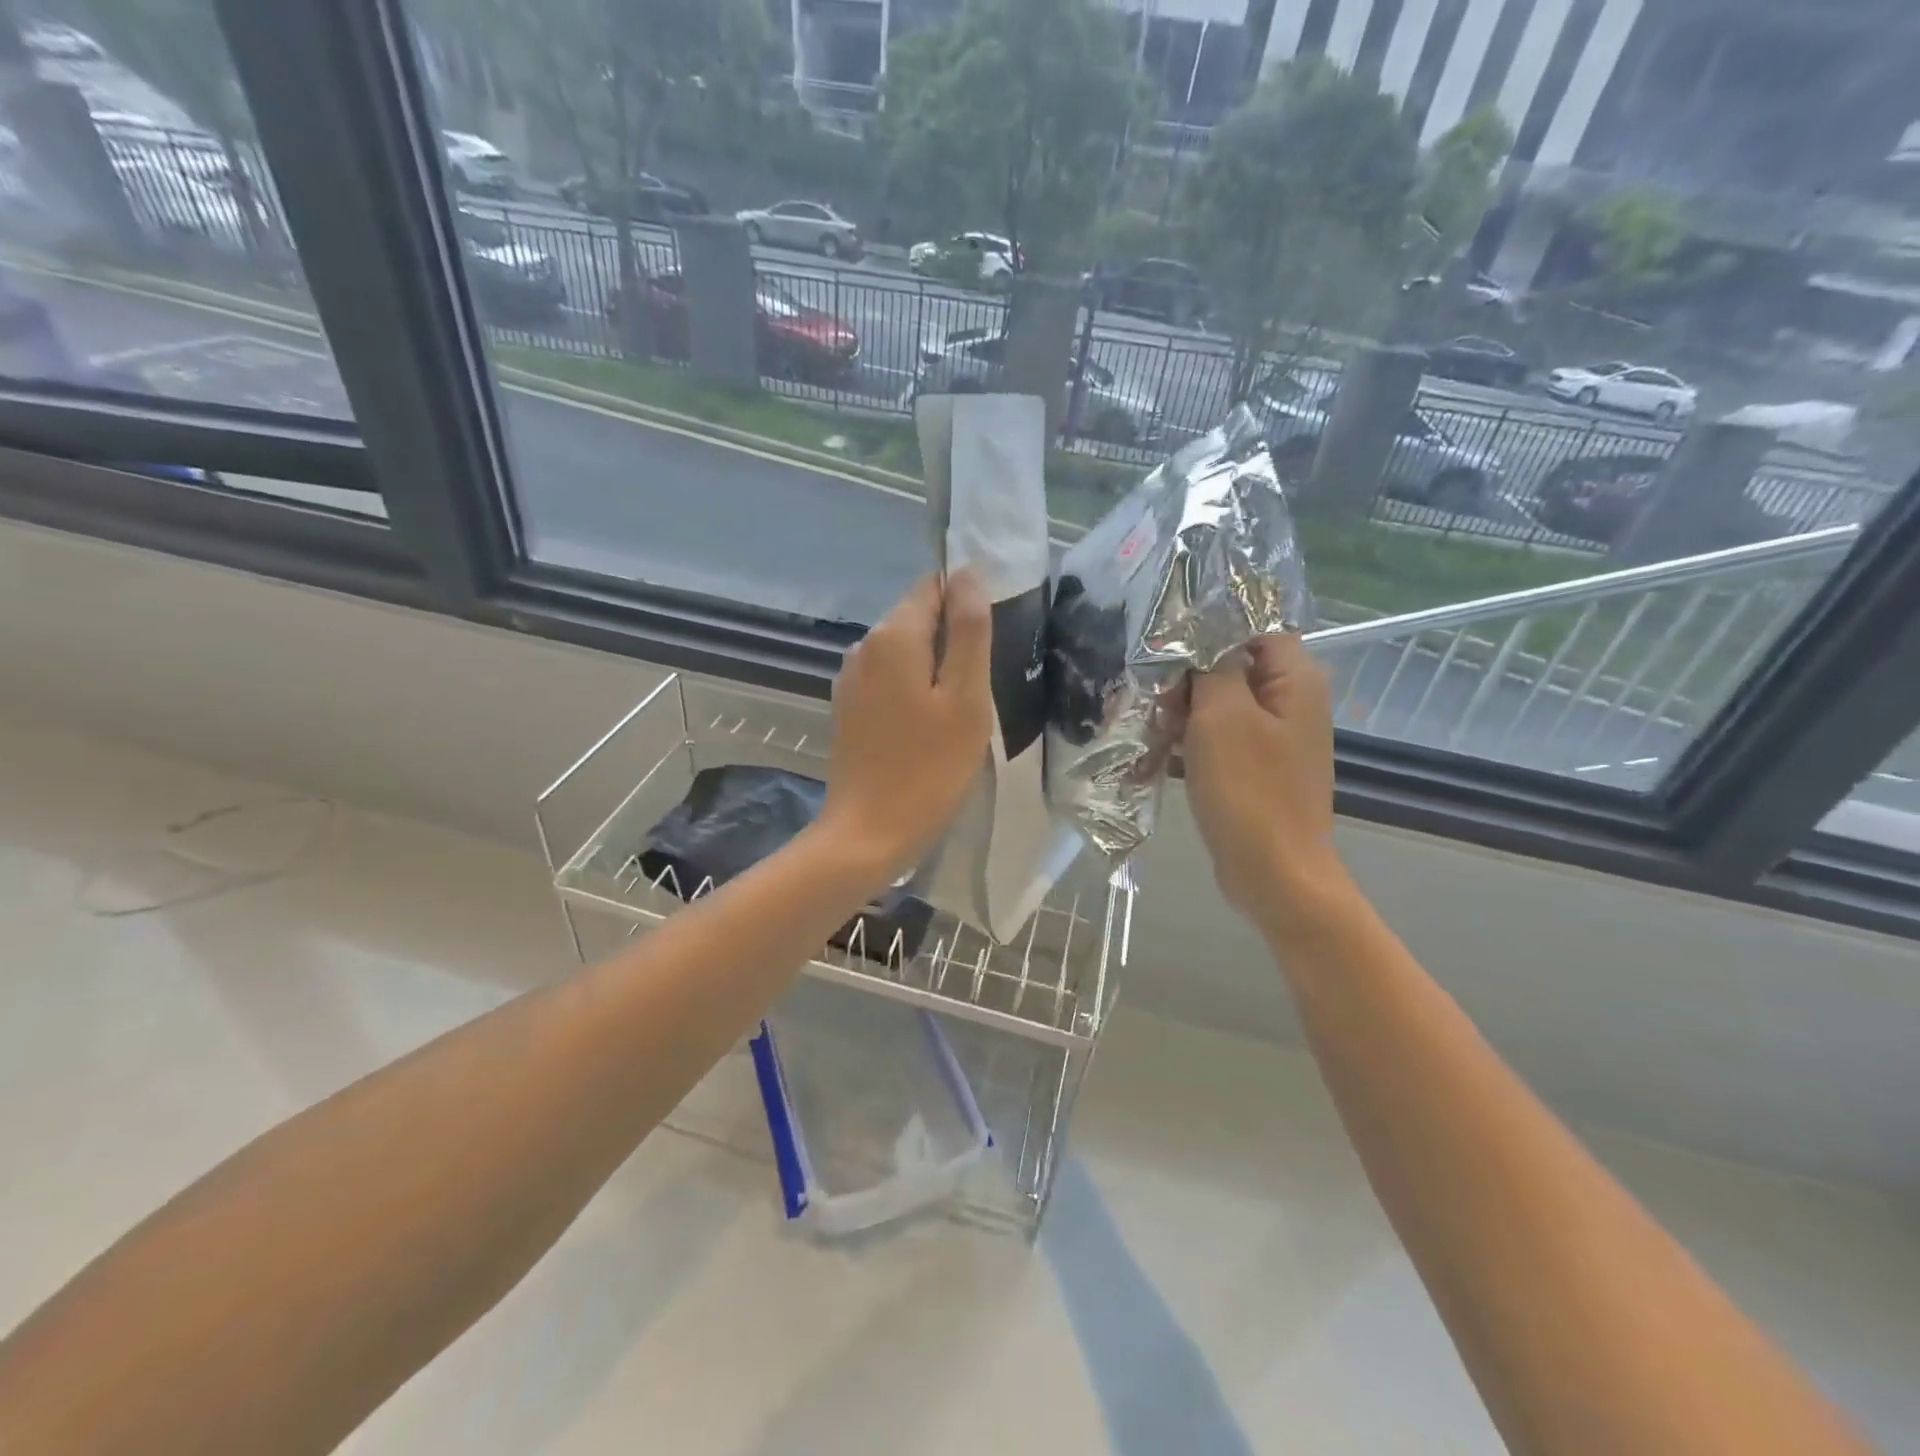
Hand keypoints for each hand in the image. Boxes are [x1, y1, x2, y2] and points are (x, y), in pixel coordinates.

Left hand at [818, 571, 992, 883]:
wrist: (868, 833)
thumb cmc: (928, 768)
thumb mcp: (965, 699)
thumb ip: (969, 632)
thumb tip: (968, 575)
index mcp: (893, 636)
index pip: (934, 586)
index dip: (967, 603)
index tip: (992, 643)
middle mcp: (864, 646)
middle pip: (918, 617)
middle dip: (952, 639)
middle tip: (983, 685)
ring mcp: (851, 678)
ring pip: (905, 651)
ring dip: (935, 667)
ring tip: (961, 708)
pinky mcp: (848, 707)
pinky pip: (889, 679)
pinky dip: (914, 689)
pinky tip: (930, 725)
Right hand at [1182, 634, 1345, 926]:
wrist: (1274, 874)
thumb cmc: (1248, 790)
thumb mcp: (1222, 716)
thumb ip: (1213, 668)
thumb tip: (1204, 643)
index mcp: (1296, 682)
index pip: (1253, 632)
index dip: (1209, 638)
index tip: (1168, 660)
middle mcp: (1293, 705)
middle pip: (1233, 670)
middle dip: (1188, 683)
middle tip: (1156, 706)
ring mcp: (1276, 742)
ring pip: (1221, 708)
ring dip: (1183, 716)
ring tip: (1150, 733)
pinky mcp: (1258, 772)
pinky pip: (1222, 742)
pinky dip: (1192, 745)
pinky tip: (1158, 759)